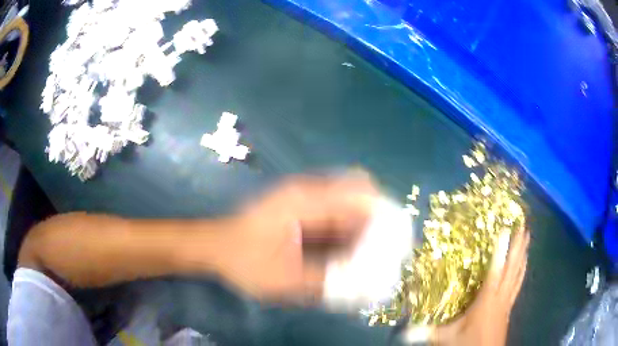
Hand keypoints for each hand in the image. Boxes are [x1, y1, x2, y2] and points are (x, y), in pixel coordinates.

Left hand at [213, 173, 378, 301]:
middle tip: (386, 250)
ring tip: (372, 255)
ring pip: (348, 204)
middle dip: (377, 221)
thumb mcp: (285, 280)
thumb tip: (365, 288)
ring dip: (363, 227)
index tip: (398, 239)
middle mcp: (308, 192)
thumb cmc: (244, 262)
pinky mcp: (301, 210)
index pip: (361, 194)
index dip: (385, 214)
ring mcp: (304, 199)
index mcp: (306, 200)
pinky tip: (349, 253)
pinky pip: (335, 215)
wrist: (214, 248)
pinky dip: (347, 231)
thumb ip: (327, 283)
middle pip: (358, 194)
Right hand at [430, 229, 529, 345]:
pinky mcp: (509, 308)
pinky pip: (517, 285)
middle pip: (512, 269)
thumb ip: (428, 332)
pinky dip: (522, 273)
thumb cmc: (468, 344)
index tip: (505, 231)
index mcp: (486, 300)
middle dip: (518, 248)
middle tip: (524, 228)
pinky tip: (524, 267)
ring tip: (527, 241)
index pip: (494, 272)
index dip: (500, 251)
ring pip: (517, 275)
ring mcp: (507, 302)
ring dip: (522, 257)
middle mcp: (500, 297)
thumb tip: (405, 330)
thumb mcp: (447, 338)